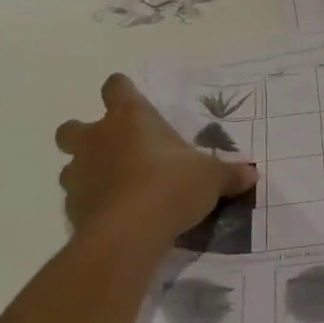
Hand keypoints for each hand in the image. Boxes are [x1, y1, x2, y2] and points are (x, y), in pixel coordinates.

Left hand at [54, 75, 255, 238]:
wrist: (128, 234)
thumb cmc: (171, 187)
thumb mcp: (212, 178)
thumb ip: (229, 174)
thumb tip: (252, 173)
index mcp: (130, 119)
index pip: (116, 88)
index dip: (122, 91)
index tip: (133, 100)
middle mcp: (97, 139)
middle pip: (73, 127)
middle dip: (87, 135)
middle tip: (115, 149)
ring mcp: (79, 174)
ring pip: (71, 165)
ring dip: (88, 172)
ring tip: (118, 188)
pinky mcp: (72, 209)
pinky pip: (79, 200)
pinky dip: (94, 205)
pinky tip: (116, 217)